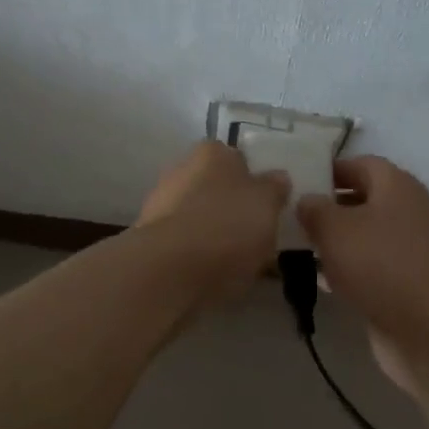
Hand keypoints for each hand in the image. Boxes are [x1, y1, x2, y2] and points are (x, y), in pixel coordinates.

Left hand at [136, 140, 288, 306]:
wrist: (169, 270)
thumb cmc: (227, 226)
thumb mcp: (267, 203)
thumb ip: (275, 188)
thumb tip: (277, 179)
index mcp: (212, 152)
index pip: (239, 159)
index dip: (256, 182)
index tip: (269, 207)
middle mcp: (182, 170)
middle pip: (218, 189)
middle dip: (235, 209)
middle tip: (259, 236)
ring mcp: (161, 205)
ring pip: (201, 217)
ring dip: (218, 234)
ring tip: (243, 264)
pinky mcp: (151, 240)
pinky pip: (187, 244)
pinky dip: (200, 256)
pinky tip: (218, 276)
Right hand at [295, 156, 428, 392]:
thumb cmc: (380, 265)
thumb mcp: (335, 229)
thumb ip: (314, 209)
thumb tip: (306, 200)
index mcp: (396, 185)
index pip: (359, 164)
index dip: (329, 170)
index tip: (297, 183)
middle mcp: (407, 210)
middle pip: (362, 198)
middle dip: (329, 206)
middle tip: (291, 216)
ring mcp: (409, 248)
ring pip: (364, 234)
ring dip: (335, 240)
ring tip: (298, 246)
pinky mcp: (406, 281)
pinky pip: (370, 265)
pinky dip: (347, 268)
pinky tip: (320, 279)